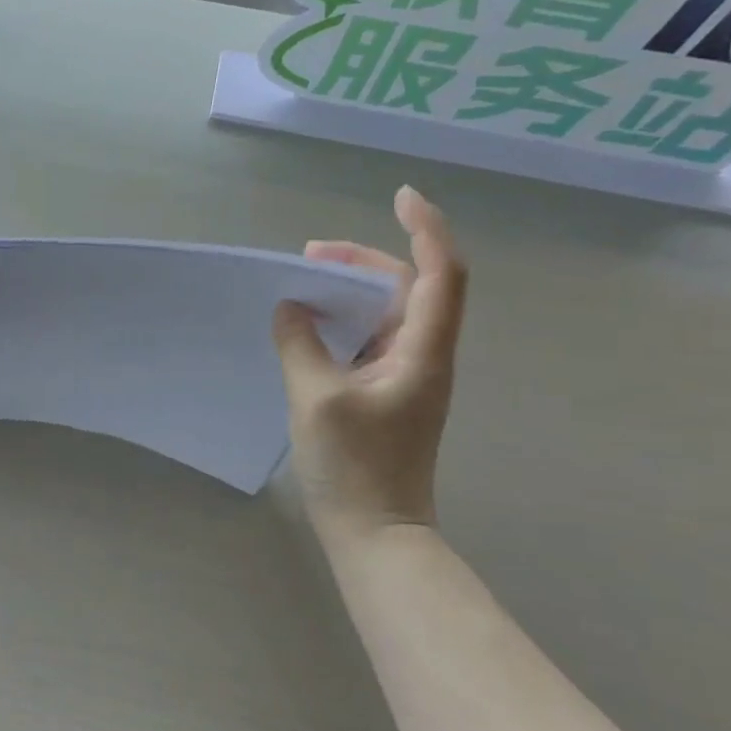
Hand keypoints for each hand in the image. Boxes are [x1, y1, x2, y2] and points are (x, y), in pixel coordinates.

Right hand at [271, 186, 467, 535]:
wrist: (377, 534)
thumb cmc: (354, 468)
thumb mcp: (316, 399)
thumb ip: (300, 343)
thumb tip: (291, 307)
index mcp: (422, 351)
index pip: (439, 274)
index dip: (426, 229)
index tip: (400, 196)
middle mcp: (424, 355)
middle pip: (409, 285)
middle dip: (365, 259)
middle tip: (310, 255)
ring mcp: (407, 374)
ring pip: (387, 311)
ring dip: (350, 289)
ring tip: (303, 282)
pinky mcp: (387, 391)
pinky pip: (369, 337)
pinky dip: (343, 320)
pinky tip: (309, 325)